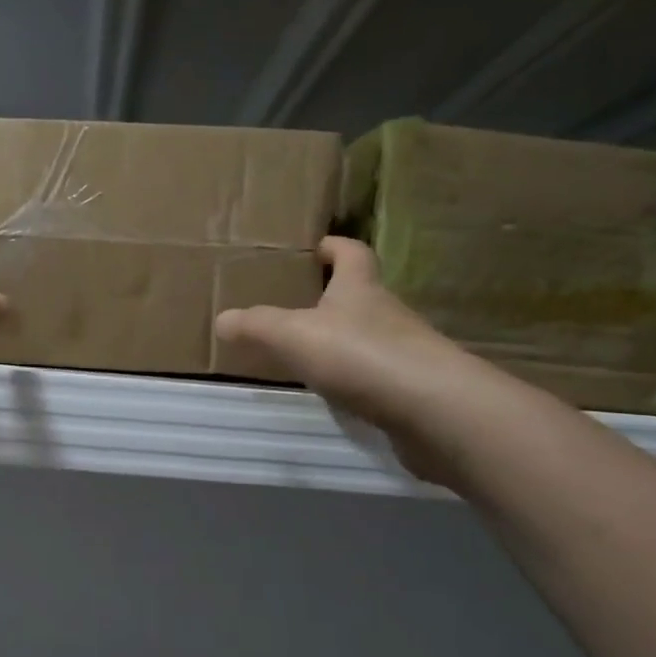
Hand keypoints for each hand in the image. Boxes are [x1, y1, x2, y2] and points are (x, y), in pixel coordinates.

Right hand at [215, 237, 491, 479]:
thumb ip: (256, 326)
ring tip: (307, 353)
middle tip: (297, 305)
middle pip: (361, 294)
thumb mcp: (293, 335)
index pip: (351, 253)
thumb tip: (222, 319)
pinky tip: (335, 394)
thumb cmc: (360, 355)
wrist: (433, 409)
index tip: (317, 247)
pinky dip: (356, 379)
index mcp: (360, 287)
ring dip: (343, 341)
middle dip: (333, 296)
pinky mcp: (412, 390)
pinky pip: (377, 375)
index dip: (334, 246)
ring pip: (369, 336)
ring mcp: (405, 352)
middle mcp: (387, 313)